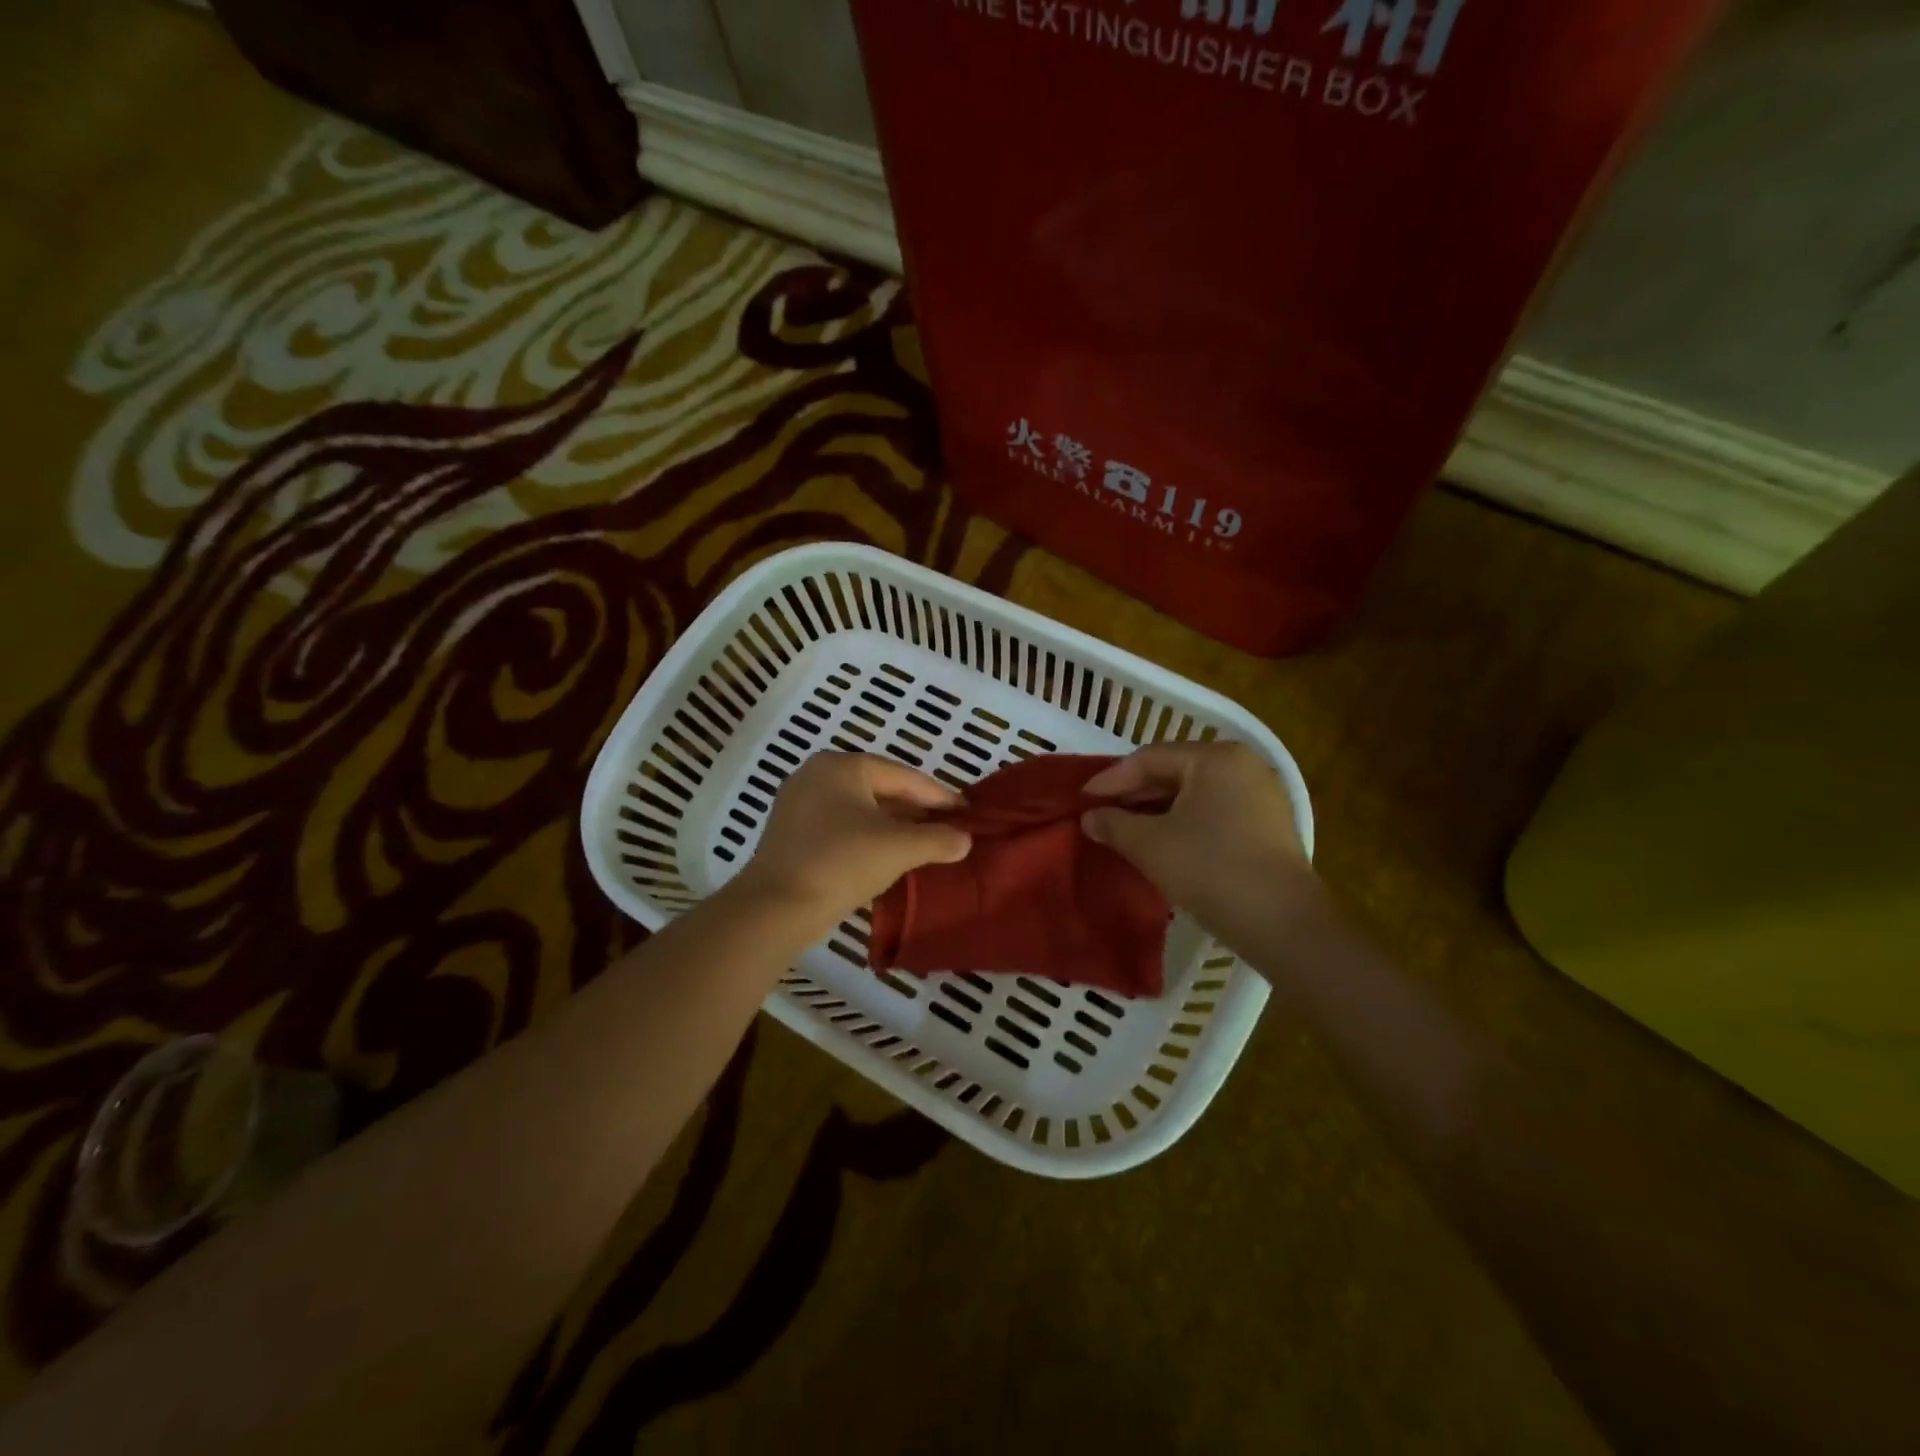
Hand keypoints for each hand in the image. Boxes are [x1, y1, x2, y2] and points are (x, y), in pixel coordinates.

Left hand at [734, 753, 970, 927]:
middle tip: (949, 827)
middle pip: (881, 789)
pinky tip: (888, 855)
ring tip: (924, 843)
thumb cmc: (841, 863)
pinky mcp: (791, 833)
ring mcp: (799, 803)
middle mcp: (817, 775)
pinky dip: (868, 837)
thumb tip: (965, 840)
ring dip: (893, 826)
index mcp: (842, 766)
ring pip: (861, 810)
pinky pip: (842, 827)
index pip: (903, 776)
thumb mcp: (898, 849)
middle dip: (916, 810)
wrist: (775, 908)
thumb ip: (938, 839)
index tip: (967, 811)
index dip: (939, 795)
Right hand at [1081, 742, 1315, 942]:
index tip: (1082, 799)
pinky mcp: (1268, 825)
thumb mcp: (1150, 844)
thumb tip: (1090, 818)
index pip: (1149, 758)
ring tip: (1125, 830)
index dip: (1111, 779)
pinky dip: (1183, 823)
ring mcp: (1261, 795)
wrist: (1282, 925)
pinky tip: (1161, 843)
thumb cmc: (1210, 870)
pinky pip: (1213, 812)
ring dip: (1156, 811)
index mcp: (1216, 758)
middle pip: (1174, 772)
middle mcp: (1243, 765)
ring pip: (1194, 794)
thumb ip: (1114, 824)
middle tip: (1101, 814)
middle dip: (1134, 795)